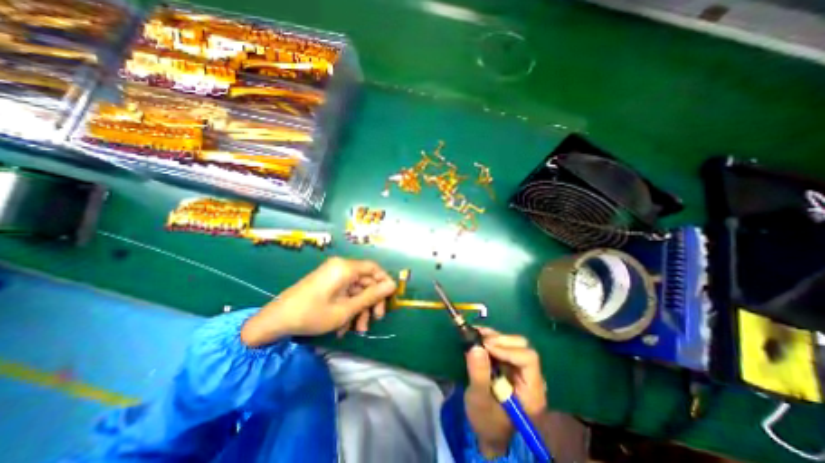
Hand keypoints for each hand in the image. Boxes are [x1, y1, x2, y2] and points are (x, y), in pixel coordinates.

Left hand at [239, 257, 394, 346]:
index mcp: (346, 268)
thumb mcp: (346, 308)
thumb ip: (371, 296)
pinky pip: (345, 293)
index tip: (390, 299)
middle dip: (372, 301)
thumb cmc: (313, 314)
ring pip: (356, 290)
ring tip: (359, 330)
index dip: (384, 282)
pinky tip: (345, 327)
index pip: (374, 268)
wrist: (276, 321)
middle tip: (377, 319)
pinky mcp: (327, 283)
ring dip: (360, 309)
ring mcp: (333, 275)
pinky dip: (348, 308)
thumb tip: (392, 285)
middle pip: (366, 280)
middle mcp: (341, 267)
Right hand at [462, 328, 545, 456]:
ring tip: (476, 335)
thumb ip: (479, 376)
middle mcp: (531, 377)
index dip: (507, 350)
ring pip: (513, 342)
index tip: (486, 347)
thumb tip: (476, 347)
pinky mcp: (511, 365)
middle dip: (500, 341)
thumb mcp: (479, 401)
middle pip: (522, 347)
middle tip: (480, 340)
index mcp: (532, 391)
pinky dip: (491, 338)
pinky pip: (504, 345)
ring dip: (494, 337)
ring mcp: (521, 370)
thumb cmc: (486, 421)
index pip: (528, 360)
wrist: (486, 430)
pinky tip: (478, 336)